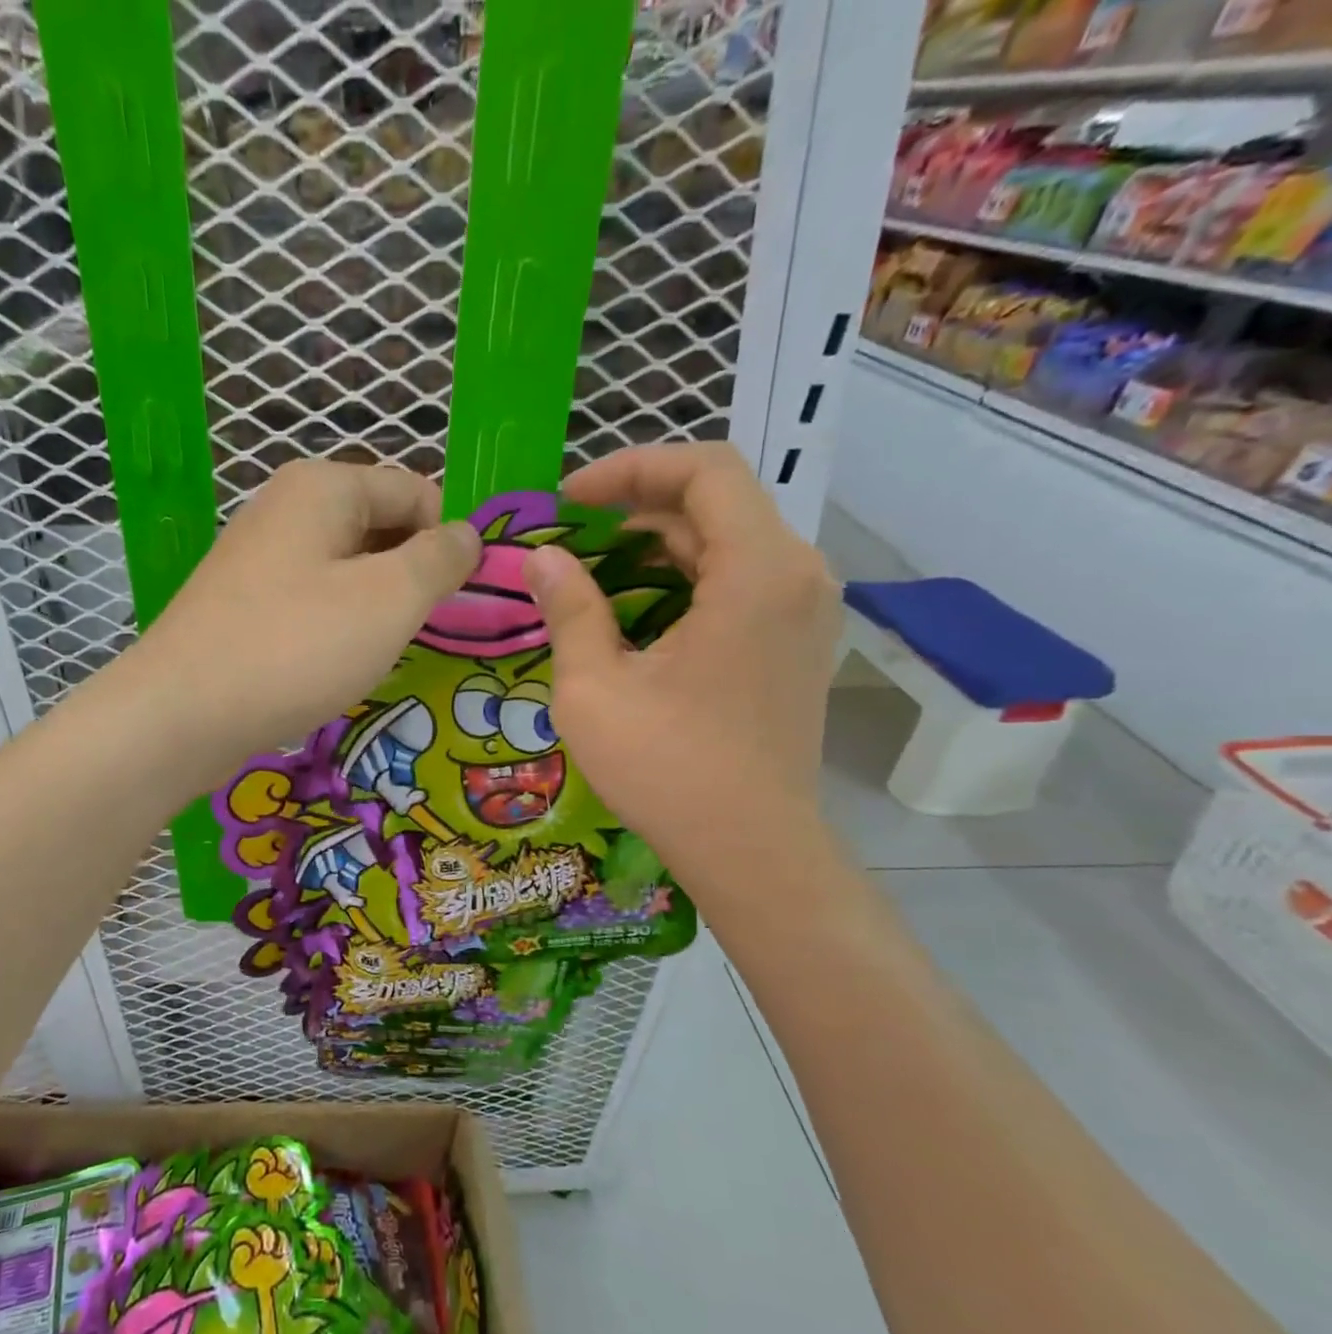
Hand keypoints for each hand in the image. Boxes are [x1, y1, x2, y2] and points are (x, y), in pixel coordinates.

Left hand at [127, 461, 478, 775]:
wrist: (182, 714)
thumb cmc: (297, 647)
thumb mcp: (390, 599)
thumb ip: (439, 559)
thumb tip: (468, 534)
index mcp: (324, 486)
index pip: (416, 491)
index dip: (447, 541)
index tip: (456, 601)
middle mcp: (288, 508)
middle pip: (380, 525)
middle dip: (411, 573)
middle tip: (418, 630)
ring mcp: (260, 556)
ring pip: (348, 567)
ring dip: (376, 604)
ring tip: (378, 650)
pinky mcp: (245, 602)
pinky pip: (314, 598)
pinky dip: (338, 624)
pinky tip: (337, 662)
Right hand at [522, 443, 840, 879]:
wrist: (751, 849)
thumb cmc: (668, 768)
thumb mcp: (595, 687)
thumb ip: (568, 609)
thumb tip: (542, 559)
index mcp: (757, 571)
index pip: (704, 469)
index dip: (630, 469)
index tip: (569, 501)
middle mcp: (798, 575)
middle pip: (717, 502)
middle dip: (636, 507)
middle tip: (568, 536)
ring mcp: (805, 610)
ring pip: (728, 542)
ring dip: (657, 545)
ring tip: (590, 571)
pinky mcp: (797, 642)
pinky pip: (740, 580)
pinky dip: (684, 578)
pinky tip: (634, 609)